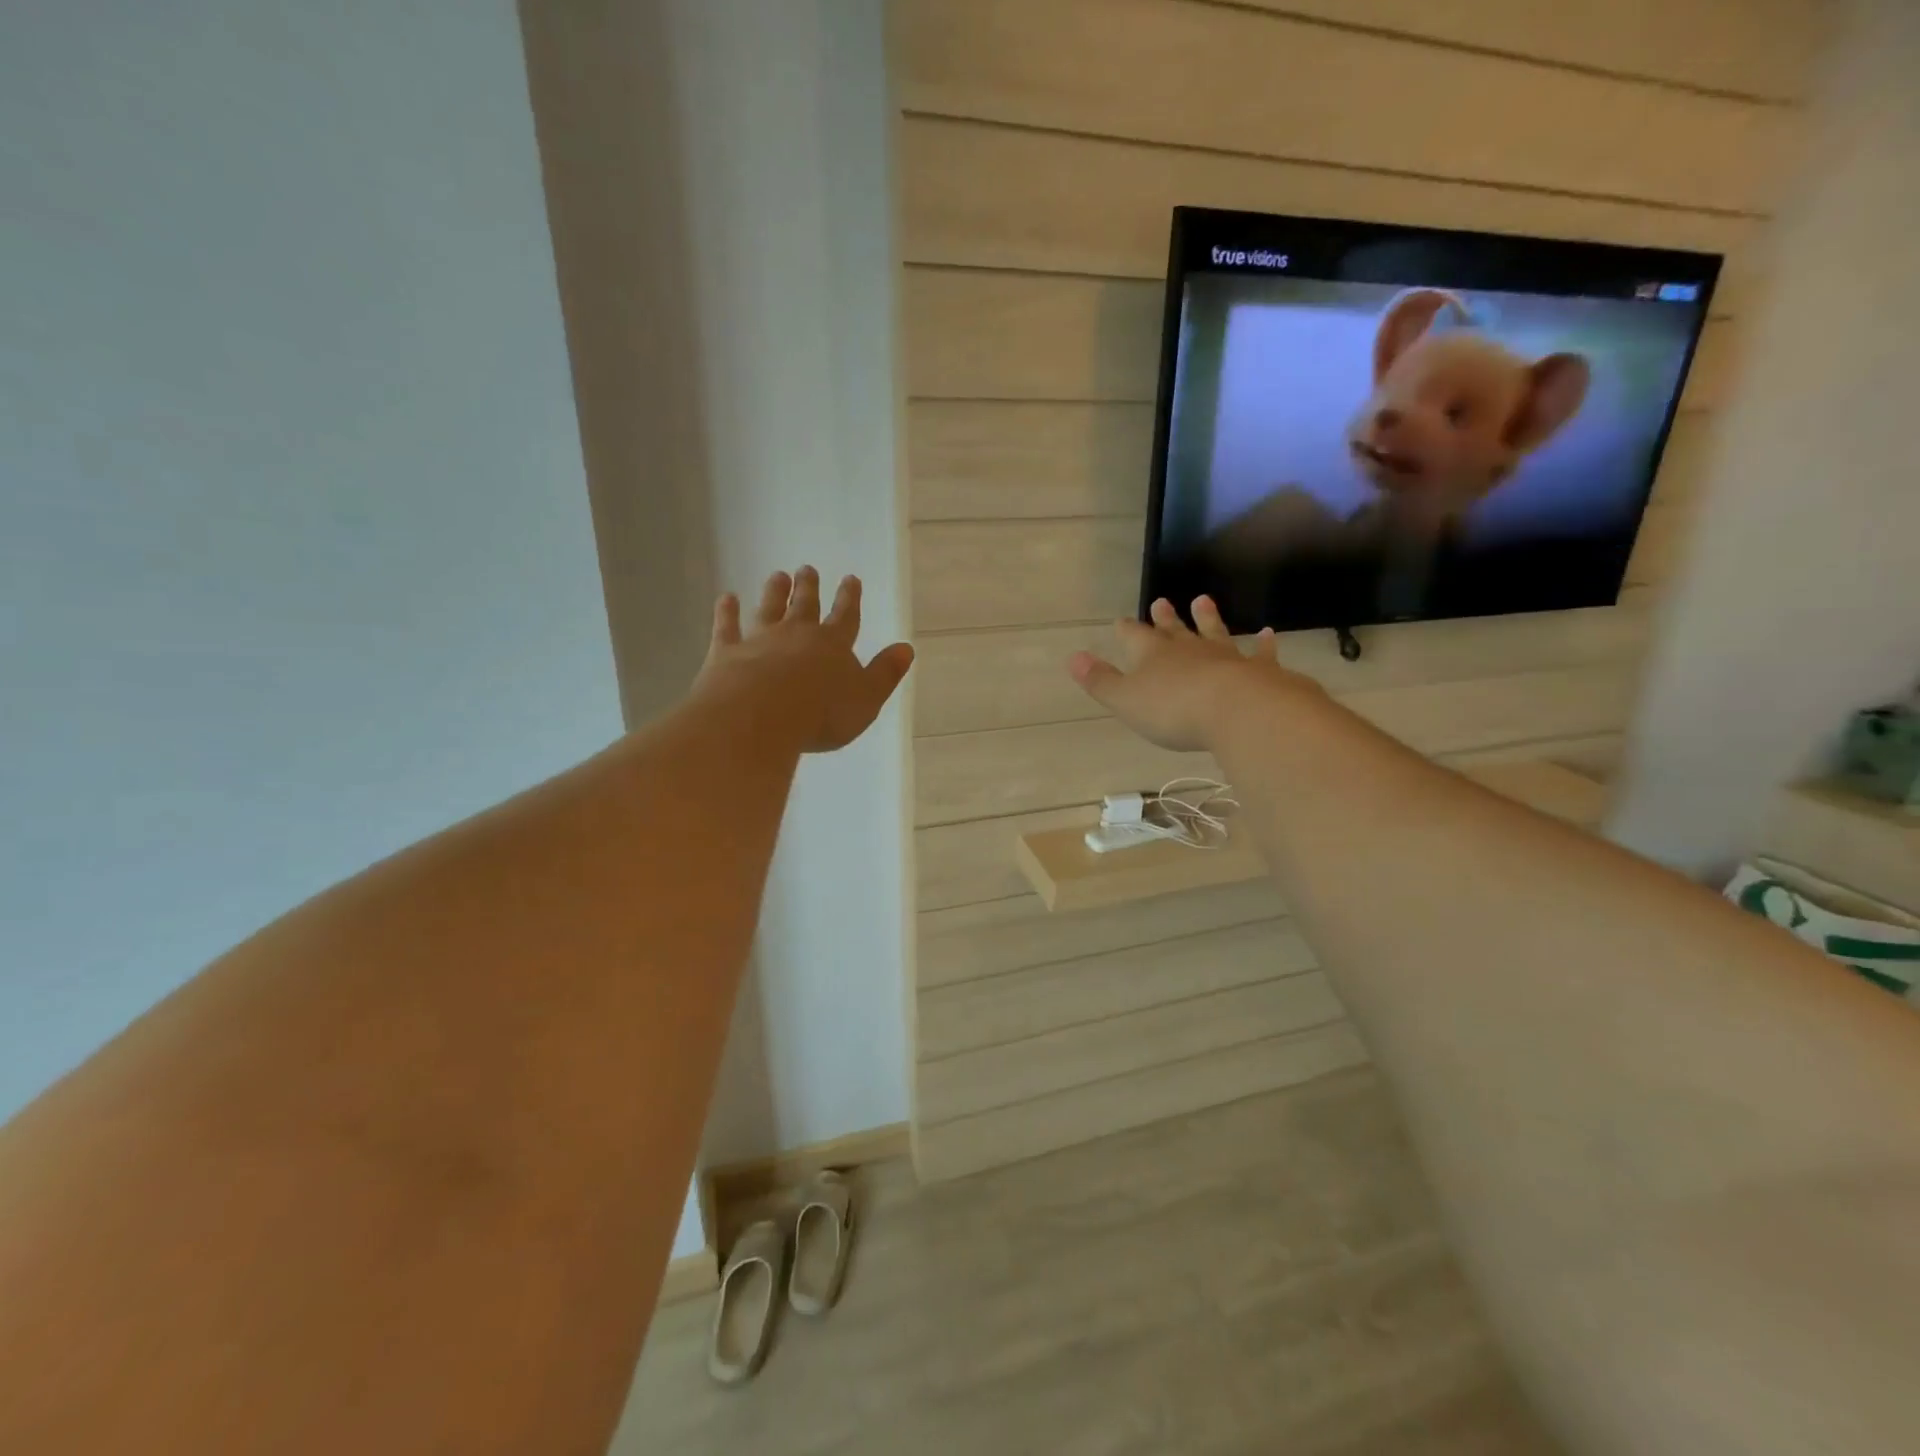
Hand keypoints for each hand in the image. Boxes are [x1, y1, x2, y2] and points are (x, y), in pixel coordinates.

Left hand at [696, 566, 914, 753]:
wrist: (760, 716)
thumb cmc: (821, 713)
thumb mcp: (866, 699)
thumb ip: (885, 673)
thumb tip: (906, 648)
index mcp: (833, 645)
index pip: (845, 617)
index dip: (849, 599)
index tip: (850, 579)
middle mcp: (797, 634)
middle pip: (804, 606)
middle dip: (808, 587)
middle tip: (807, 569)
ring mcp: (760, 640)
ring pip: (769, 609)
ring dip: (774, 592)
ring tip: (777, 576)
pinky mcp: (727, 651)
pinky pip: (727, 626)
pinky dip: (727, 611)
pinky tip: (726, 597)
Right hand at [1068, 596, 1317, 751]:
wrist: (1237, 710)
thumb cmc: (1173, 710)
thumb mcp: (1125, 700)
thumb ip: (1100, 680)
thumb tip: (1073, 657)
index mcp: (1153, 655)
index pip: (1135, 637)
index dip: (1127, 630)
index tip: (1121, 621)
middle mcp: (1188, 649)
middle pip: (1173, 629)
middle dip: (1165, 618)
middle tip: (1162, 601)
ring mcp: (1225, 656)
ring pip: (1213, 632)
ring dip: (1207, 618)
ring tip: (1203, 601)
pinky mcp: (1257, 670)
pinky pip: (1259, 653)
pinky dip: (1263, 644)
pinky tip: (1268, 634)